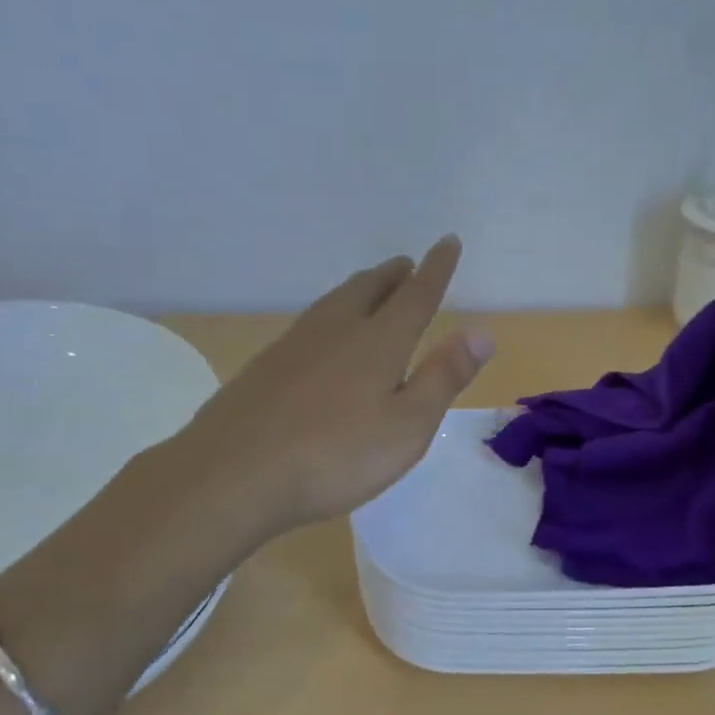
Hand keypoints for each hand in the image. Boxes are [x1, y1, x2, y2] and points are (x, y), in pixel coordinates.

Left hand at [175, 236, 493, 537]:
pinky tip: (323, 335)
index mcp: (378, 342)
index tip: (448, 241)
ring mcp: (295, 345)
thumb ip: (444, 377)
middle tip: (407, 264)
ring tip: (371, 287)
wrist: (232, 473)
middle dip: (393, 275)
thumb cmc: (335, 455)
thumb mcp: (407, 425)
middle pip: (369, 289)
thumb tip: (481, 332)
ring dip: (360, 288)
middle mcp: (337, 330)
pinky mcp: (265, 366)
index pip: (416, 295)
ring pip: (335, 301)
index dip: (436, 268)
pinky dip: (330, 314)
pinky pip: (310, 323)